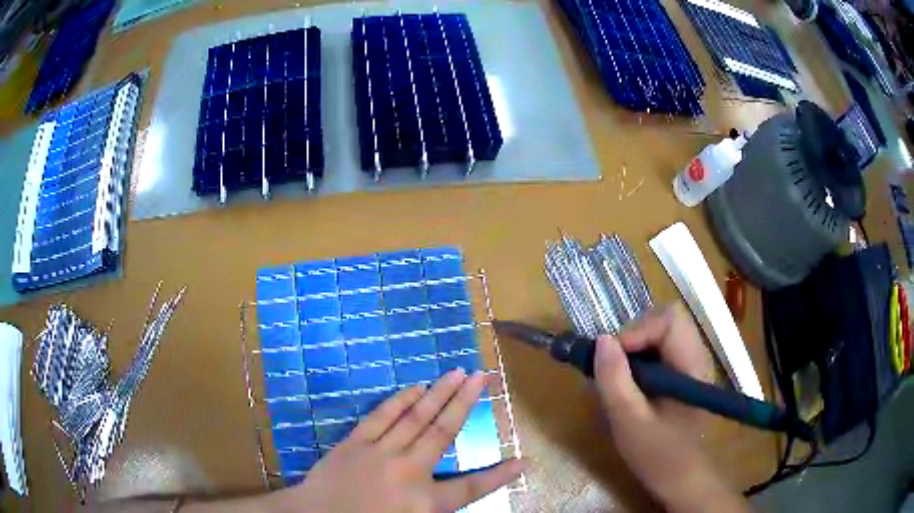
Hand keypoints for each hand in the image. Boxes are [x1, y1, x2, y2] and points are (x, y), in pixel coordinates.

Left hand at [272, 369, 524, 512]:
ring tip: (457, 372)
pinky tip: (416, 387)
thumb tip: (453, 491)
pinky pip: (382, 417)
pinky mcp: (355, 443)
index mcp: (425, 503)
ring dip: (439, 393)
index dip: (501, 474)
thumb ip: (433, 508)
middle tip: (482, 376)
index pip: (472, 487)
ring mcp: (380, 453)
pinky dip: (401, 401)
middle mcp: (409, 472)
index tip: (524, 460)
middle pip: (444, 432)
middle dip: (466, 403)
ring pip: (416, 418)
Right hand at [594, 303, 748, 512]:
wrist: (679, 477)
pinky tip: (631, 381)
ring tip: (619, 374)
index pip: (670, 321)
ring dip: (635, 344)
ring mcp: (691, 363)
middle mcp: (697, 356)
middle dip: (635, 334)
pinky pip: (661, 347)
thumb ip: (615, 381)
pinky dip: (640, 355)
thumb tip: (601, 340)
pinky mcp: (683, 372)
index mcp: (692, 366)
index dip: (637, 330)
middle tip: (613, 364)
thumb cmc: (657, 455)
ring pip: (662, 331)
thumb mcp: (628, 422)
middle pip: (666, 319)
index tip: (612, 357)